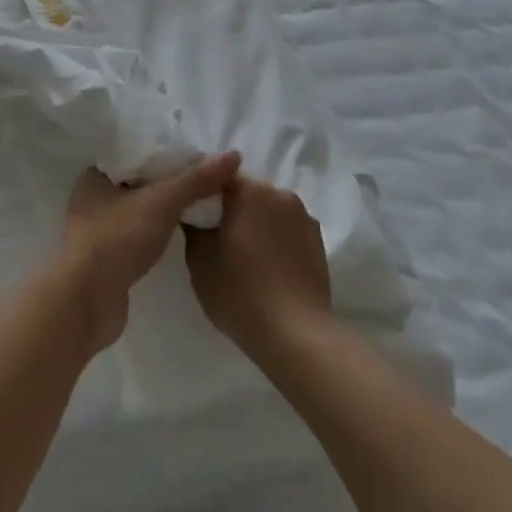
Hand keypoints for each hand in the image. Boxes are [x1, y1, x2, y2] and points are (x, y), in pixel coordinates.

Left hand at [56, 153, 241, 351]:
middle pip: (138, 183)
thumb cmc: (117, 239)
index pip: (134, 155)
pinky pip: (137, 238)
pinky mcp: (107, 261)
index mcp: (94, 177)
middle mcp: (92, 201)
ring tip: (199, 205)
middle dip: (168, 183)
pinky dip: (156, 234)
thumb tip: (234, 155)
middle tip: (205, 180)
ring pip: (138, 212)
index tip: (197, 156)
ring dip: (163, 211)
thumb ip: (197, 180)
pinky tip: (179, 235)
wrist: (86, 302)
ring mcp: (98, 233)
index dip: (165, 154)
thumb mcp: (162, 201)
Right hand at [185, 178, 332, 359]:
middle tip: (217, 236)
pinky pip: (287, 228)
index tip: (196, 215)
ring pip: (269, 210)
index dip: (204, 194)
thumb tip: (194, 215)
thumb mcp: (200, 262)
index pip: (218, 178)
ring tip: (245, 253)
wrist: (295, 333)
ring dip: (256, 222)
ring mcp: (303, 216)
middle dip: (232, 208)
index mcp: (249, 191)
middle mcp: (279, 193)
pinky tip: (268, 265)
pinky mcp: (318, 239)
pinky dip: (275, 238)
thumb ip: (194, 229)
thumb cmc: (240, 293)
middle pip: (247, 192)